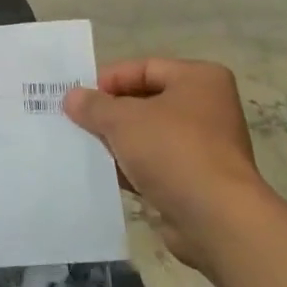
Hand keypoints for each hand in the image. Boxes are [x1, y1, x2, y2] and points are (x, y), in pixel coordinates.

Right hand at [64, 59, 264, 272]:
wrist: (215, 218)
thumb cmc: (173, 151)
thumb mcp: (123, 120)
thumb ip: (94, 105)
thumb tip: (72, 97)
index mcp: (199, 79)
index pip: (145, 68)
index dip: (109, 80)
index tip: (77, 97)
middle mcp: (207, 108)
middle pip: (146, 102)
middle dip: (110, 113)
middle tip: (74, 122)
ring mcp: (204, 146)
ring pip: (148, 136)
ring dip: (117, 142)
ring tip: (81, 147)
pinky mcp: (195, 180)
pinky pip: (154, 165)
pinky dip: (130, 167)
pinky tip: (102, 174)